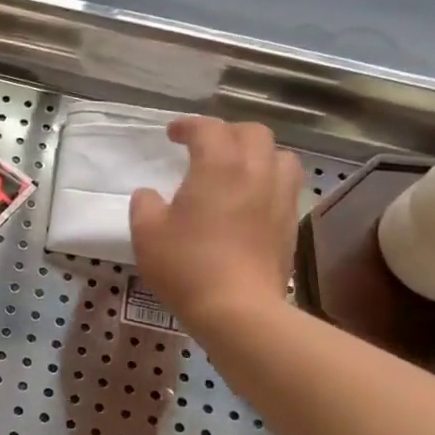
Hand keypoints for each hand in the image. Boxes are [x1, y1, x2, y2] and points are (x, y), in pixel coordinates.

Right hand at [129, 116, 301, 339]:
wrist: (237, 308)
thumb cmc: (186, 265)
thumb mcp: (146, 234)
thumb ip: (144, 205)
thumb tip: (149, 194)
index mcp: (218, 166)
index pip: (208, 129)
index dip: (188, 126)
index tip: (172, 134)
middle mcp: (256, 172)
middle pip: (252, 133)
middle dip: (227, 133)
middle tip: (204, 148)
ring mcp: (280, 197)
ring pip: (279, 156)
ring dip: (256, 154)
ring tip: (236, 169)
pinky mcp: (290, 223)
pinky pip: (285, 186)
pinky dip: (267, 181)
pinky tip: (250, 200)